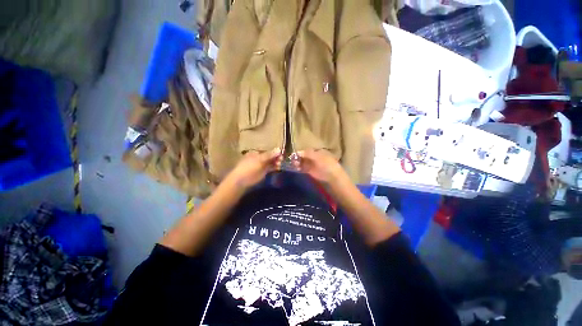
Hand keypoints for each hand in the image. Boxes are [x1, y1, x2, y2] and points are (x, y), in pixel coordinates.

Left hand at [227, 148, 282, 188]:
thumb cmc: (249, 167)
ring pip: (271, 162)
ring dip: (276, 162)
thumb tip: (279, 149)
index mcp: (256, 152)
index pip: (267, 150)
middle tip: (281, 159)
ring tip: (280, 164)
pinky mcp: (263, 172)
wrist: (242, 180)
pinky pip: (271, 168)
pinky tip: (278, 168)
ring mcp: (261, 165)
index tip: (281, 153)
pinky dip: (275, 167)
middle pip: (270, 156)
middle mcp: (259, 158)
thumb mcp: (259, 159)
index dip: (274, 151)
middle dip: (276, 157)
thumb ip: (270, 155)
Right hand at [292, 149, 345, 184]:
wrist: (333, 178)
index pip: (306, 151)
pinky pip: (303, 169)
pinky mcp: (311, 173)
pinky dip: (299, 169)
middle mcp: (315, 158)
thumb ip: (307, 154)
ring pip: (303, 163)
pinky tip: (295, 169)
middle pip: (304, 157)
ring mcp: (313, 165)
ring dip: (297, 163)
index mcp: (318, 152)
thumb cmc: (327, 165)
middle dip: (298, 158)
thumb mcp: (317, 157)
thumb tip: (298, 152)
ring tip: (292, 165)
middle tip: (291, 161)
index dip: (300, 153)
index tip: (293, 155)